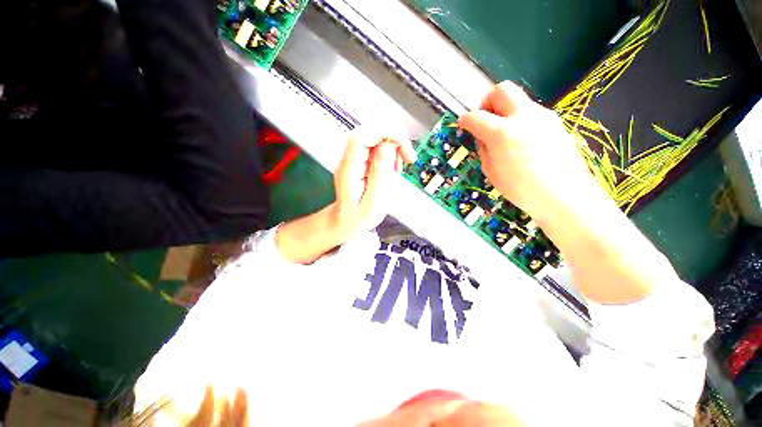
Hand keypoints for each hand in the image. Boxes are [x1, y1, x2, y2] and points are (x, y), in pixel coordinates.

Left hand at [331, 128, 415, 242]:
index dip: (386, 134)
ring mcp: (354, 159)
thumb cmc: (358, 218)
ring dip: (393, 150)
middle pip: (372, 133)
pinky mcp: (360, 162)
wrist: (345, 222)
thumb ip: (380, 174)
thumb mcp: (374, 202)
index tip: (402, 148)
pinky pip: (377, 149)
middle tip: (405, 159)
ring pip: (376, 139)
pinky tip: (391, 170)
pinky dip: (389, 156)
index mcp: (350, 169)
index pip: (364, 135)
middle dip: (394, 141)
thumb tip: (387, 147)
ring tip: (397, 169)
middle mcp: (349, 160)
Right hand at [458, 81, 603, 224]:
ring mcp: (543, 116)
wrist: (562, 194)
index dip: (465, 119)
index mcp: (502, 133)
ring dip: (506, 112)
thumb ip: (484, 149)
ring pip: (519, 100)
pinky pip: (531, 113)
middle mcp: (523, 116)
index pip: (476, 117)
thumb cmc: (520, 188)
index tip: (463, 123)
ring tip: (505, 136)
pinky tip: (523, 142)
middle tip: (486, 119)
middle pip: (502, 89)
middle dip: (488, 100)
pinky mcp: (555, 122)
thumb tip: (483, 137)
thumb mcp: (491, 171)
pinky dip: (520, 121)